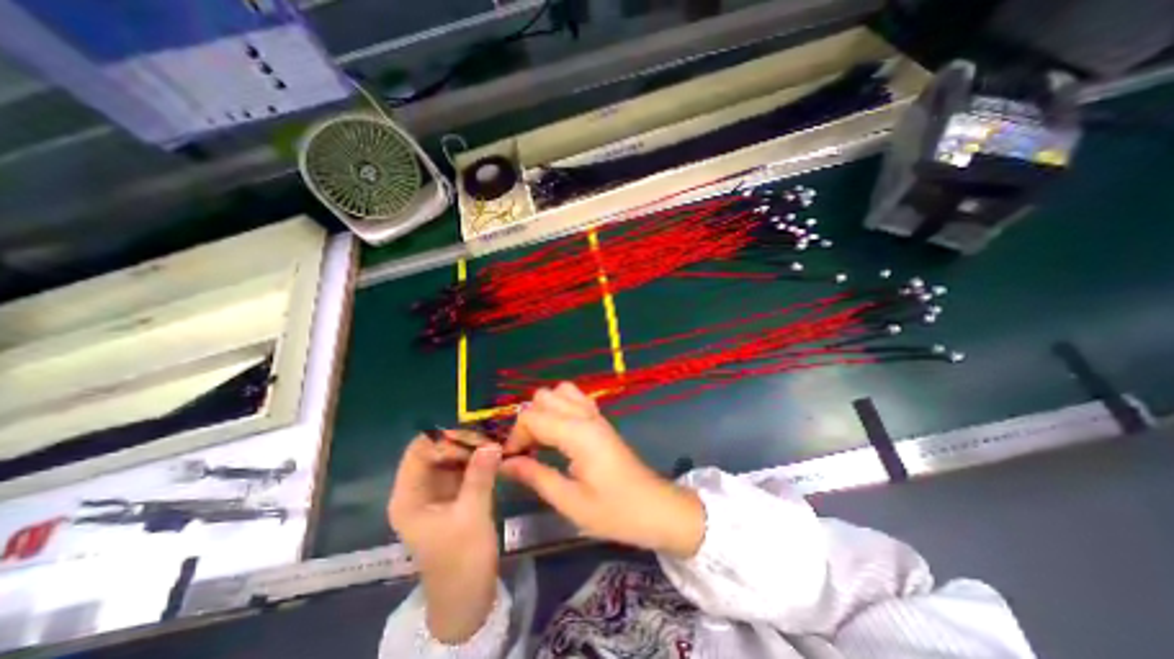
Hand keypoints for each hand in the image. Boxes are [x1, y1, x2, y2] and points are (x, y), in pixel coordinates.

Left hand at [388, 434, 500, 641]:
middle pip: (436, 450)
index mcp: (409, 496)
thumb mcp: (472, 515)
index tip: (476, 438)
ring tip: (496, 444)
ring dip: (472, 449)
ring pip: (451, 457)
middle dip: (462, 441)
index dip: (445, 438)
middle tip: (491, 440)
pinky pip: (463, 468)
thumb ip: (480, 475)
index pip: (420, 450)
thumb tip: (492, 442)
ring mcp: (436, 492)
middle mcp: (419, 490)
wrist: (467, 597)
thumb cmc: (461, 560)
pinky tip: (495, 456)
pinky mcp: (453, 496)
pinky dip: (477, 460)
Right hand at [497, 383, 700, 557]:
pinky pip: (575, 399)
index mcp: (577, 434)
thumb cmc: (615, 511)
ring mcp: (596, 415)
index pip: (532, 416)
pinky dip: (560, 408)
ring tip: (542, 439)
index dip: (515, 436)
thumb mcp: (570, 502)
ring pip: (560, 391)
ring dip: (545, 410)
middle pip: (544, 396)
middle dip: (528, 420)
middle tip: (528, 451)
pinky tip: (560, 433)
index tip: (512, 461)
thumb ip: (535, 477)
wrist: (656, 508)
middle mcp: (586, 416)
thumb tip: (505, 463)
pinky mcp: (601, 420)